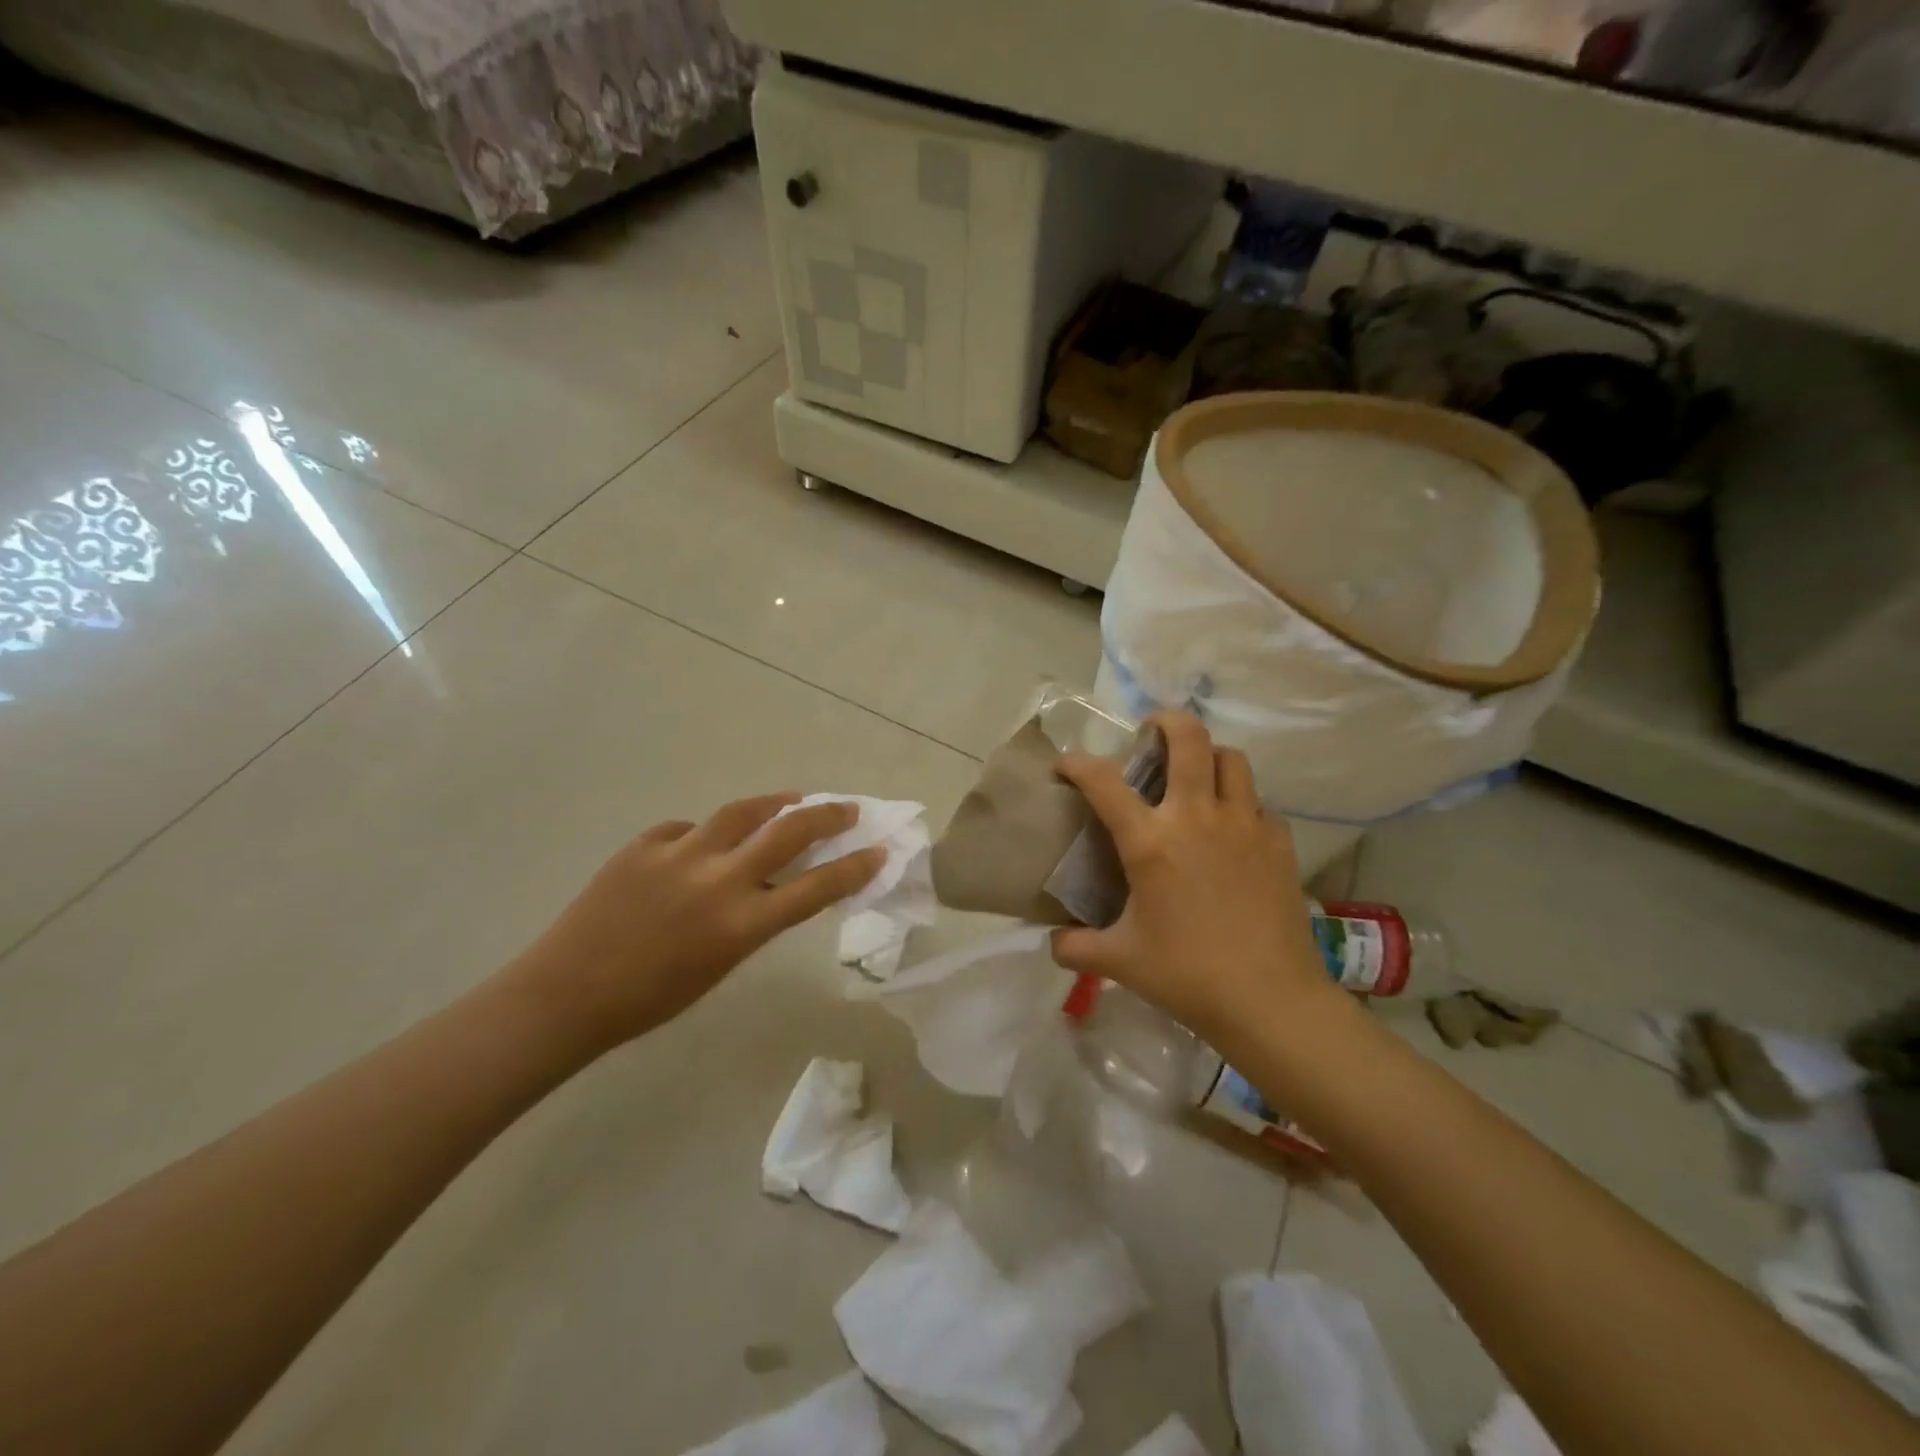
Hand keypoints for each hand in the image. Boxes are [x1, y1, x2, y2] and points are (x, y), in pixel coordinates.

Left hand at [510, 795, 881, 1054]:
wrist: (566, 995)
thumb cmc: (650, 1000)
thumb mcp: (721, 964)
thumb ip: (753, 919)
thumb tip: (772, 882)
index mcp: (740, 925)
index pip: (816, 887)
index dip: (854, 867)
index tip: (878, 850)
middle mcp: (718, 881)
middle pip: (789, 831)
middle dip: (828, 815)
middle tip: (847, 808)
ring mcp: (679, 855)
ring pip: (743, 811)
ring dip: (776, 803)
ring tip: (792, 799)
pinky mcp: (644, 843)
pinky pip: (689, 828)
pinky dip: (706, 834)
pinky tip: (703, 843)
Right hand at [1051, 712, 1333, 1047]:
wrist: (1269, 1000)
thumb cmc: (1186, 974)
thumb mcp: (1119, 962)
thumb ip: (1076, 947)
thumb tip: (1052, 943)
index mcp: (1150, 841)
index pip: (1102, 781)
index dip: (1077, 763)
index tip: (1067, 763)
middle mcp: (1196, 816)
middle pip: (1188, 738)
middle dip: (1166, 721)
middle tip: (1152, 732)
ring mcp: (1244, 824)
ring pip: (1232, 759)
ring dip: (1209, 756)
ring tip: (1196, 775)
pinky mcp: (1278, 842)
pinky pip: (1259, 803)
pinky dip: (1241, 803)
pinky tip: (1233, 829)